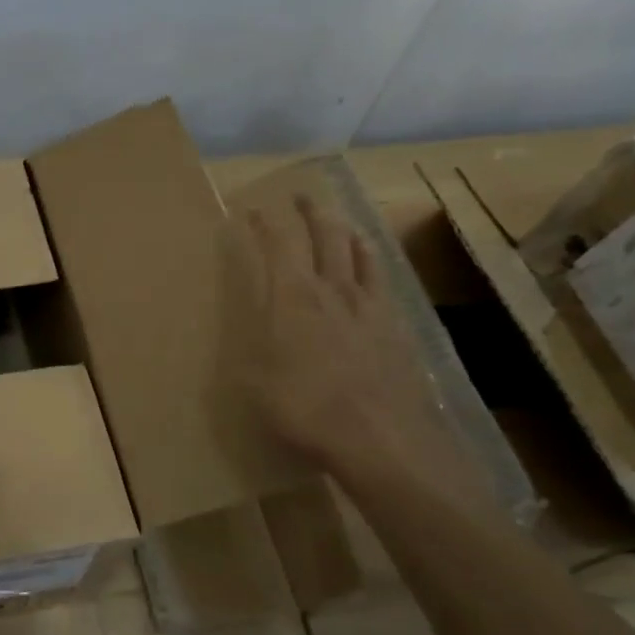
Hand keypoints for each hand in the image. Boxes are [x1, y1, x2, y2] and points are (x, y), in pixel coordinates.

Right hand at [233, 194, 465, 483]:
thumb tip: (237, 329)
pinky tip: (371, 274)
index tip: (251, 210)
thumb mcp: (253, 380)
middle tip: (299, 198)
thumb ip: (247, 347)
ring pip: (359, 253)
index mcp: (293, 297)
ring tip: (339, 225)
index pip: (278, 244)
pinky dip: (372, 265)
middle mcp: (333, 289)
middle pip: (325, 235)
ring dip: (345, 232)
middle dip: (309, 212)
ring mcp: (371, 306)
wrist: (380, 437)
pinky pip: (383, 282)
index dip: (264, 223)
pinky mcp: (397, 327)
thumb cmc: (304, 407)